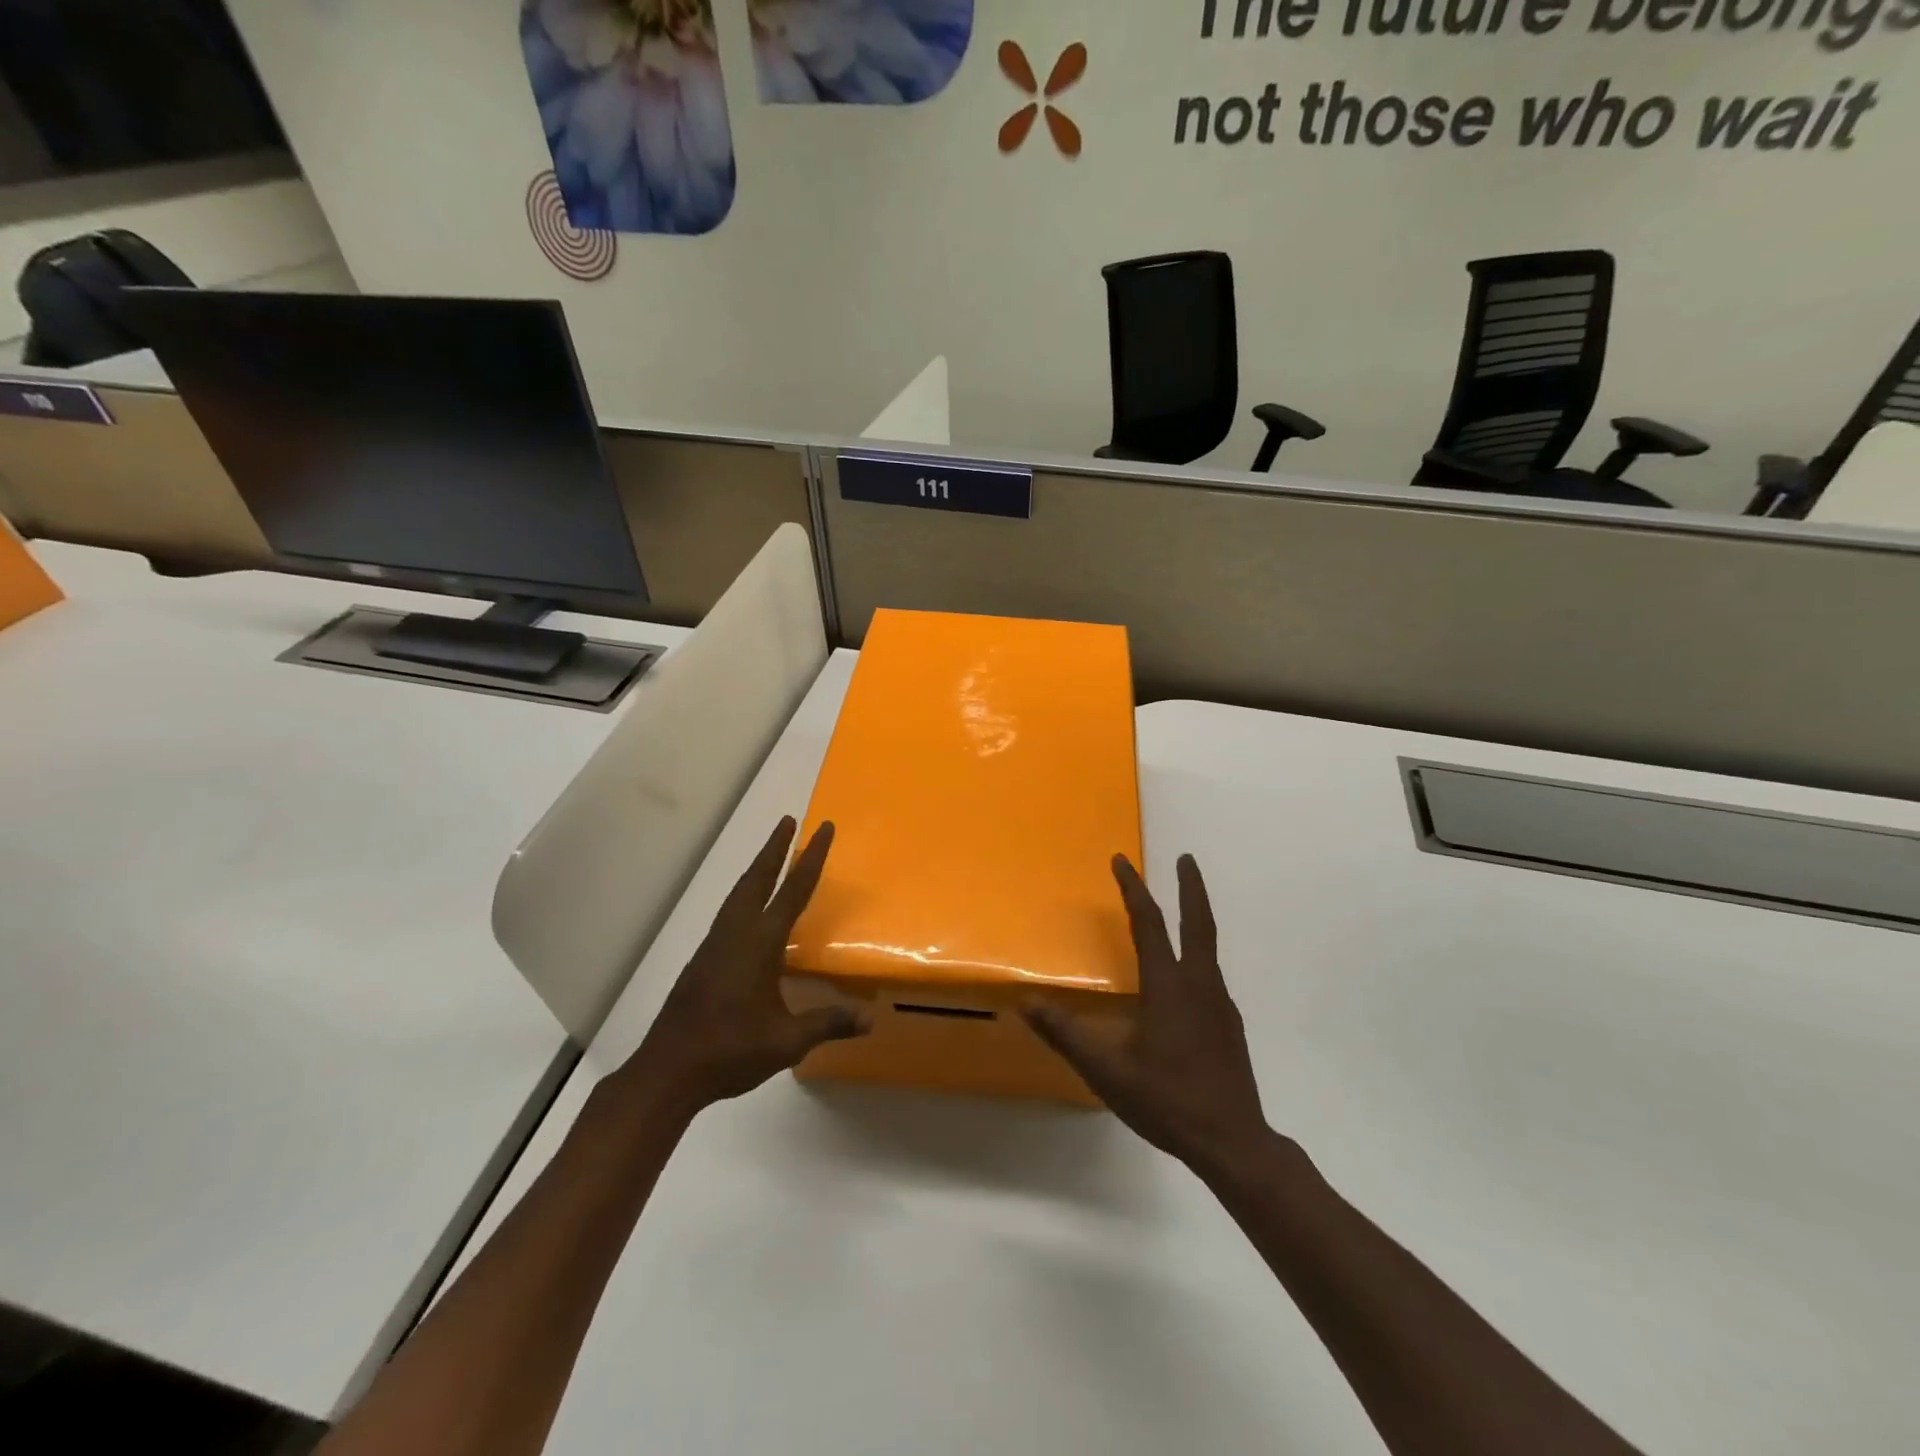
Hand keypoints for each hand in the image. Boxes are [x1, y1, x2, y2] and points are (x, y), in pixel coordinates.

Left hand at [615, 818, 868, 1117]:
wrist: (667, 1070)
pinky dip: (745, 893)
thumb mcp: (787, 1042)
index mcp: (760, 944)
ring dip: (758, 869)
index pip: (792, 891)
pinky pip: (729, 912)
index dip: (811, 858)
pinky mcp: (703, 959)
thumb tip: (871, 1020)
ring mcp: (715, 944)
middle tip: (789, 821)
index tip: (822, 828)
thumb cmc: (730, 1051)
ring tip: (771, 854)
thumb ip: (828, 1024)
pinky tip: (749, 908)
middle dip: (775, 849)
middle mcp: (736, 934)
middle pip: (758, 879)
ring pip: (739, 893)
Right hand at [1026, 854, 1269, 1174]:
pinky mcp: (1230, 1024)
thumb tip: (1028, 1001)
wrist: (1233, 1143)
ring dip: (1196, 918)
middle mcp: (1199, 985)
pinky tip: (1184, 979)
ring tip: (1181, 910)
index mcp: (1168, 987)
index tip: (1121, 861)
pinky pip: (1210, 975)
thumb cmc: (1167, 1101)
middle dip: (1191, 887)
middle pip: (1198, 922)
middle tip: (1186, 858)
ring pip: (1207, 948)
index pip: (1148, 924)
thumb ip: (1066, 1034)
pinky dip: (1196, 955)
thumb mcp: (1106, 1071)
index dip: (1133, 889)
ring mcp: (1220, 1004)